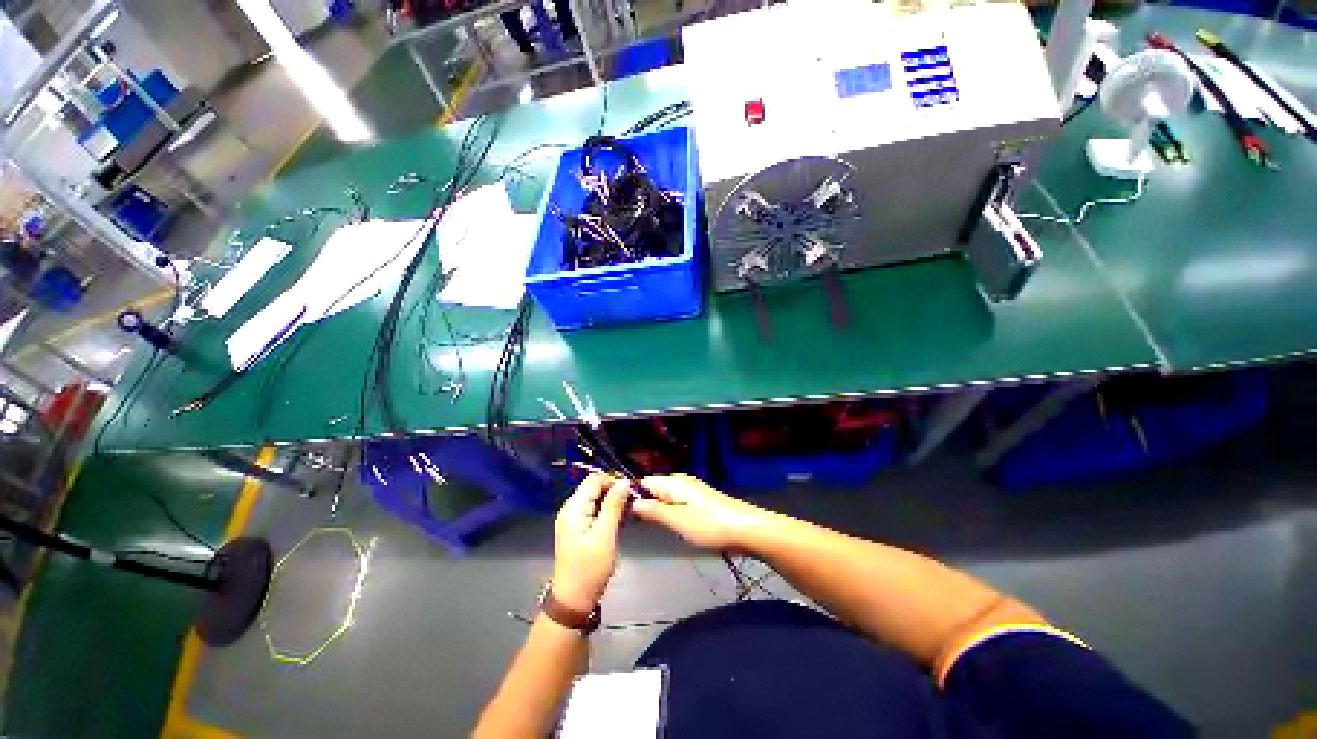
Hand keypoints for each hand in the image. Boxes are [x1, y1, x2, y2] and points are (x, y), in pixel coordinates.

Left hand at [551, 474, 631, 612]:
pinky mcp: (579, 529)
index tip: (631, 492)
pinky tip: (621, 522)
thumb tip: (623, 482)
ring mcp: (574, 520)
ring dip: (613, 503)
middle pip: (594, 488)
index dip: (613, 481)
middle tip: (633, 504)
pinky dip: (608, 513)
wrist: (573, 600)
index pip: (594, 480)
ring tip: (629, 514)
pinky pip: (595, 511)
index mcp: (574, 508)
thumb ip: (613, 506)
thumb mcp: (605, 535)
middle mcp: (571, 509)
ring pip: (596, 499)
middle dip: (614, 491)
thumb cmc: (589, 568)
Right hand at [631, 475, 765, 550]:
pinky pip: (678, 505)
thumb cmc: (709, 525)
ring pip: (666, 498)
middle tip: (636, 526)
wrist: (747, 530)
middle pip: (655, 490)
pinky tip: (672, 528)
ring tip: (651, 529)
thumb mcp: (677, 521)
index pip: (645, 483)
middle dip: (645, 505)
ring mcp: (692, 492)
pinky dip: (671, 515)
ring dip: (658, 512)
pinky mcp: (701, 503)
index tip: (623, 514)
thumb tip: (632, 503)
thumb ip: (654, 511)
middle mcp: (682, 483)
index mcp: (674, 483)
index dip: (632, 496)